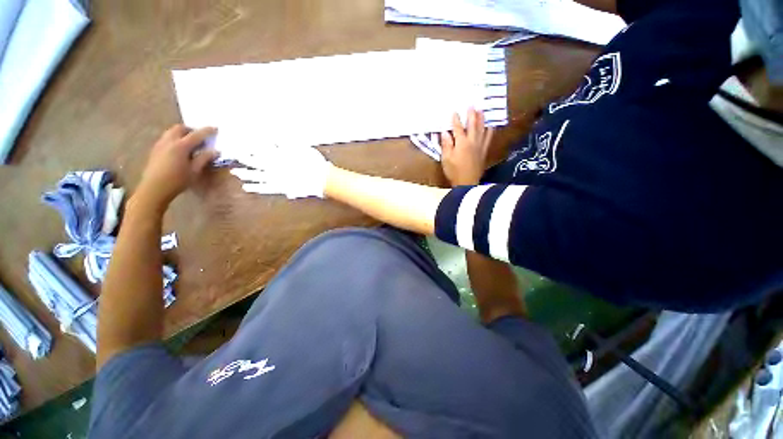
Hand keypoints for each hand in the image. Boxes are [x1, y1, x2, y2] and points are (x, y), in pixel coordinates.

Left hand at [136, 124, 217, 209]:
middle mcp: (169, 141)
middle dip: (190, 129)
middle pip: (179, 128)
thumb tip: (215, 151)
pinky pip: (166, 138)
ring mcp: (160, 145)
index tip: (215, 128)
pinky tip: (179, 149)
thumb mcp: (194, 171)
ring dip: (181, 133)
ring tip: (189, 141)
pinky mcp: (155, 150)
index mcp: (181, 146)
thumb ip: (204, 158)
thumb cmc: (177, 180)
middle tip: (199, 136)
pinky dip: (174, 139)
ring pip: (171, 132)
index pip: (196, 135)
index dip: (207, 131)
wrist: (154, 188)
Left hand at [228, 145, 332, 198]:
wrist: (322, 179)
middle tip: (234, 155)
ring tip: (236, 172)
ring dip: (245, 174)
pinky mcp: (281, 188)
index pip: (260, 149)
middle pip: (255, 162)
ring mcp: (276, 179)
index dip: (250, 145)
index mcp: (279, 156)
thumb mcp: (302, 148)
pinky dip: (256, 188)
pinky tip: (247, 187)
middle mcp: (274, 168)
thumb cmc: (314, 163)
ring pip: (257, 176)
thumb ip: (287, 142)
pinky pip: (266, 189)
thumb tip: (274, 136)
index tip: (242, 142)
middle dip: (244, 158)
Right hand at [440, 108, 493, 186]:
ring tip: (482, 111)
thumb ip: (446, 145)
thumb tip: (445, 132)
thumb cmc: (454, 171)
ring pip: (482, 129)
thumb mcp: (446, 159)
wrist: (467, 183)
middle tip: (472, 105)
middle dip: (471, 114)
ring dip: (482, 119)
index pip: (458, 128)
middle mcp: (472, 141)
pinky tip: (490, 127)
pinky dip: (489, 130)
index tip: (454, 111)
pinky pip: (488, 138)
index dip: (455, 119)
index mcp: (461, 143)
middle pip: (473, 125)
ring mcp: (480, 146)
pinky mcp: (484, 151)